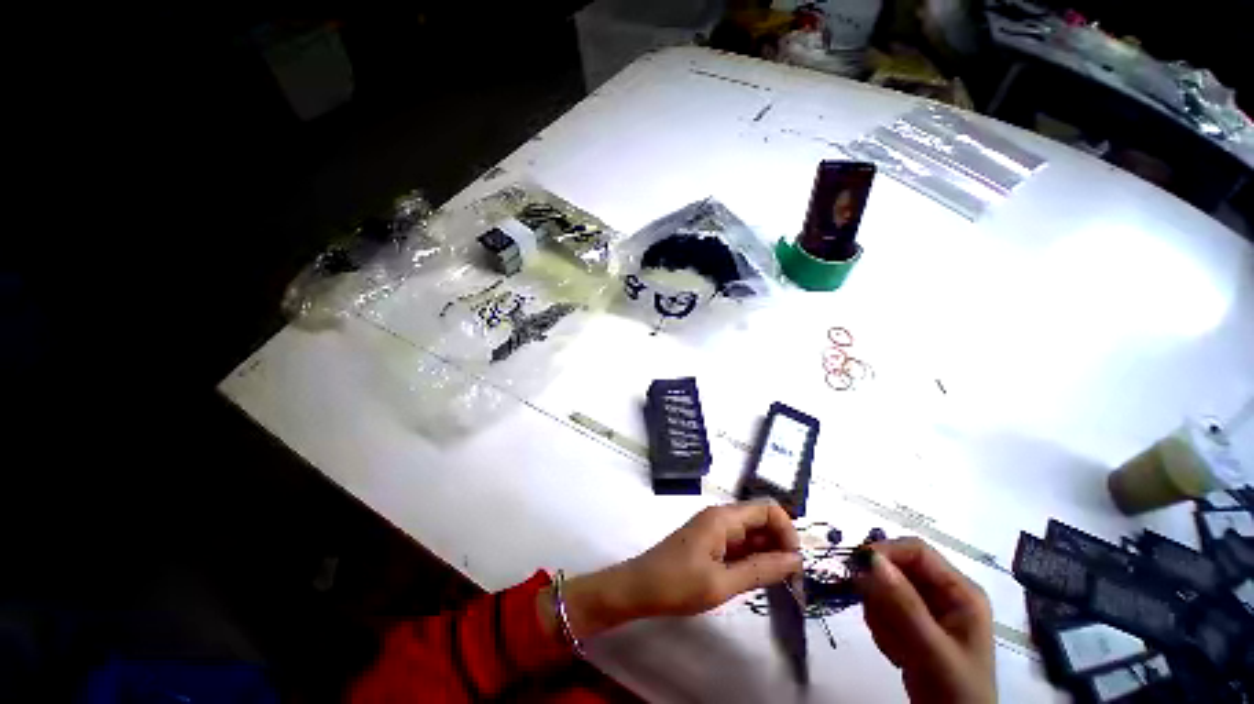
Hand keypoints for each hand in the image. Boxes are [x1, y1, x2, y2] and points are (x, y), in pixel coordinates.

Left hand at [618, 500, 802, 617]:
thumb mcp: (723, 583)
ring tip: (781, 584)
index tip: (795, 563)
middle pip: (761, 521)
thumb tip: (795, 560)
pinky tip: (760, 580)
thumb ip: (761, 569)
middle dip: (781, 545)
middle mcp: (721, 518)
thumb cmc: (678, 584)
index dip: (787, 531)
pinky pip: (739, 546)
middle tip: (793, 579)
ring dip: (768, 554)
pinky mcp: (710, 544)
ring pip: (751, 535)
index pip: (767, 509)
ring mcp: (714, 530)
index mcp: (724, 518)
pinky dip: (753, 560)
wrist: (640, 588)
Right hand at [856, 538, 995, 703]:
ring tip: (896, 646)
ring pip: (884, 588)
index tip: (856, 566)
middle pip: (896, 568)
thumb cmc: (955, 689)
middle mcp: (943, 592)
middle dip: (881, 593)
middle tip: (877, 619)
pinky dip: (880, 627)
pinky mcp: (911, 621)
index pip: (916, 551)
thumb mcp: (932, 650)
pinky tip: (896, 653)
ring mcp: (926, 607)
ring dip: (881, 615)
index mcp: (960, 591)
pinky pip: (881, 607)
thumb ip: (904, 605)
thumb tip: (872, 559)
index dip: (885, 552)